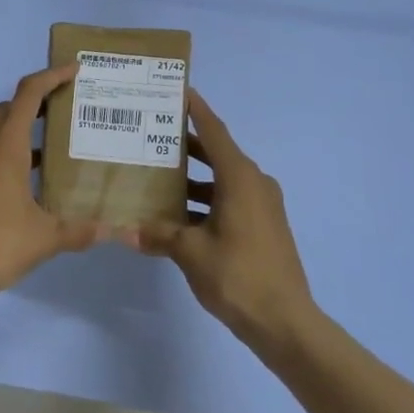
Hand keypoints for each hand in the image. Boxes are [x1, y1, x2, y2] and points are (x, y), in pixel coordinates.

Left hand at [0, 65, 104, 305]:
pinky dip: (7, 156)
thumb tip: (116, 231)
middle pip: (8, 109)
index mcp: (4, 150)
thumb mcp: (46, 238)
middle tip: (65, 108)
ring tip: (52, 148)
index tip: (73, 71)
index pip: (27, 95)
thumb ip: (81, 230)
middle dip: (35, 101)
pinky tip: (26, 184)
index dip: (51, 77)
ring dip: (20, 131)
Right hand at [123, 92, 316, 347]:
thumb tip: (128, 230)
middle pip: (217, 154)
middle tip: (152, 135)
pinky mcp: (263, 227)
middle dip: (186, 145)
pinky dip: (205, 202)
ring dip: (193, 179)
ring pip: (221, 181)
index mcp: (241, 178)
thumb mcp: (191, 252)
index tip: (179, 90)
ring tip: (156, 177)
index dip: (196, 110)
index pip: (215, 132)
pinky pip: (229, 201)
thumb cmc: (238, 275)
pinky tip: (176, 216)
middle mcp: (254, 184)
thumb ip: (159, 234)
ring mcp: (262, 207)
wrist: (285, 322)